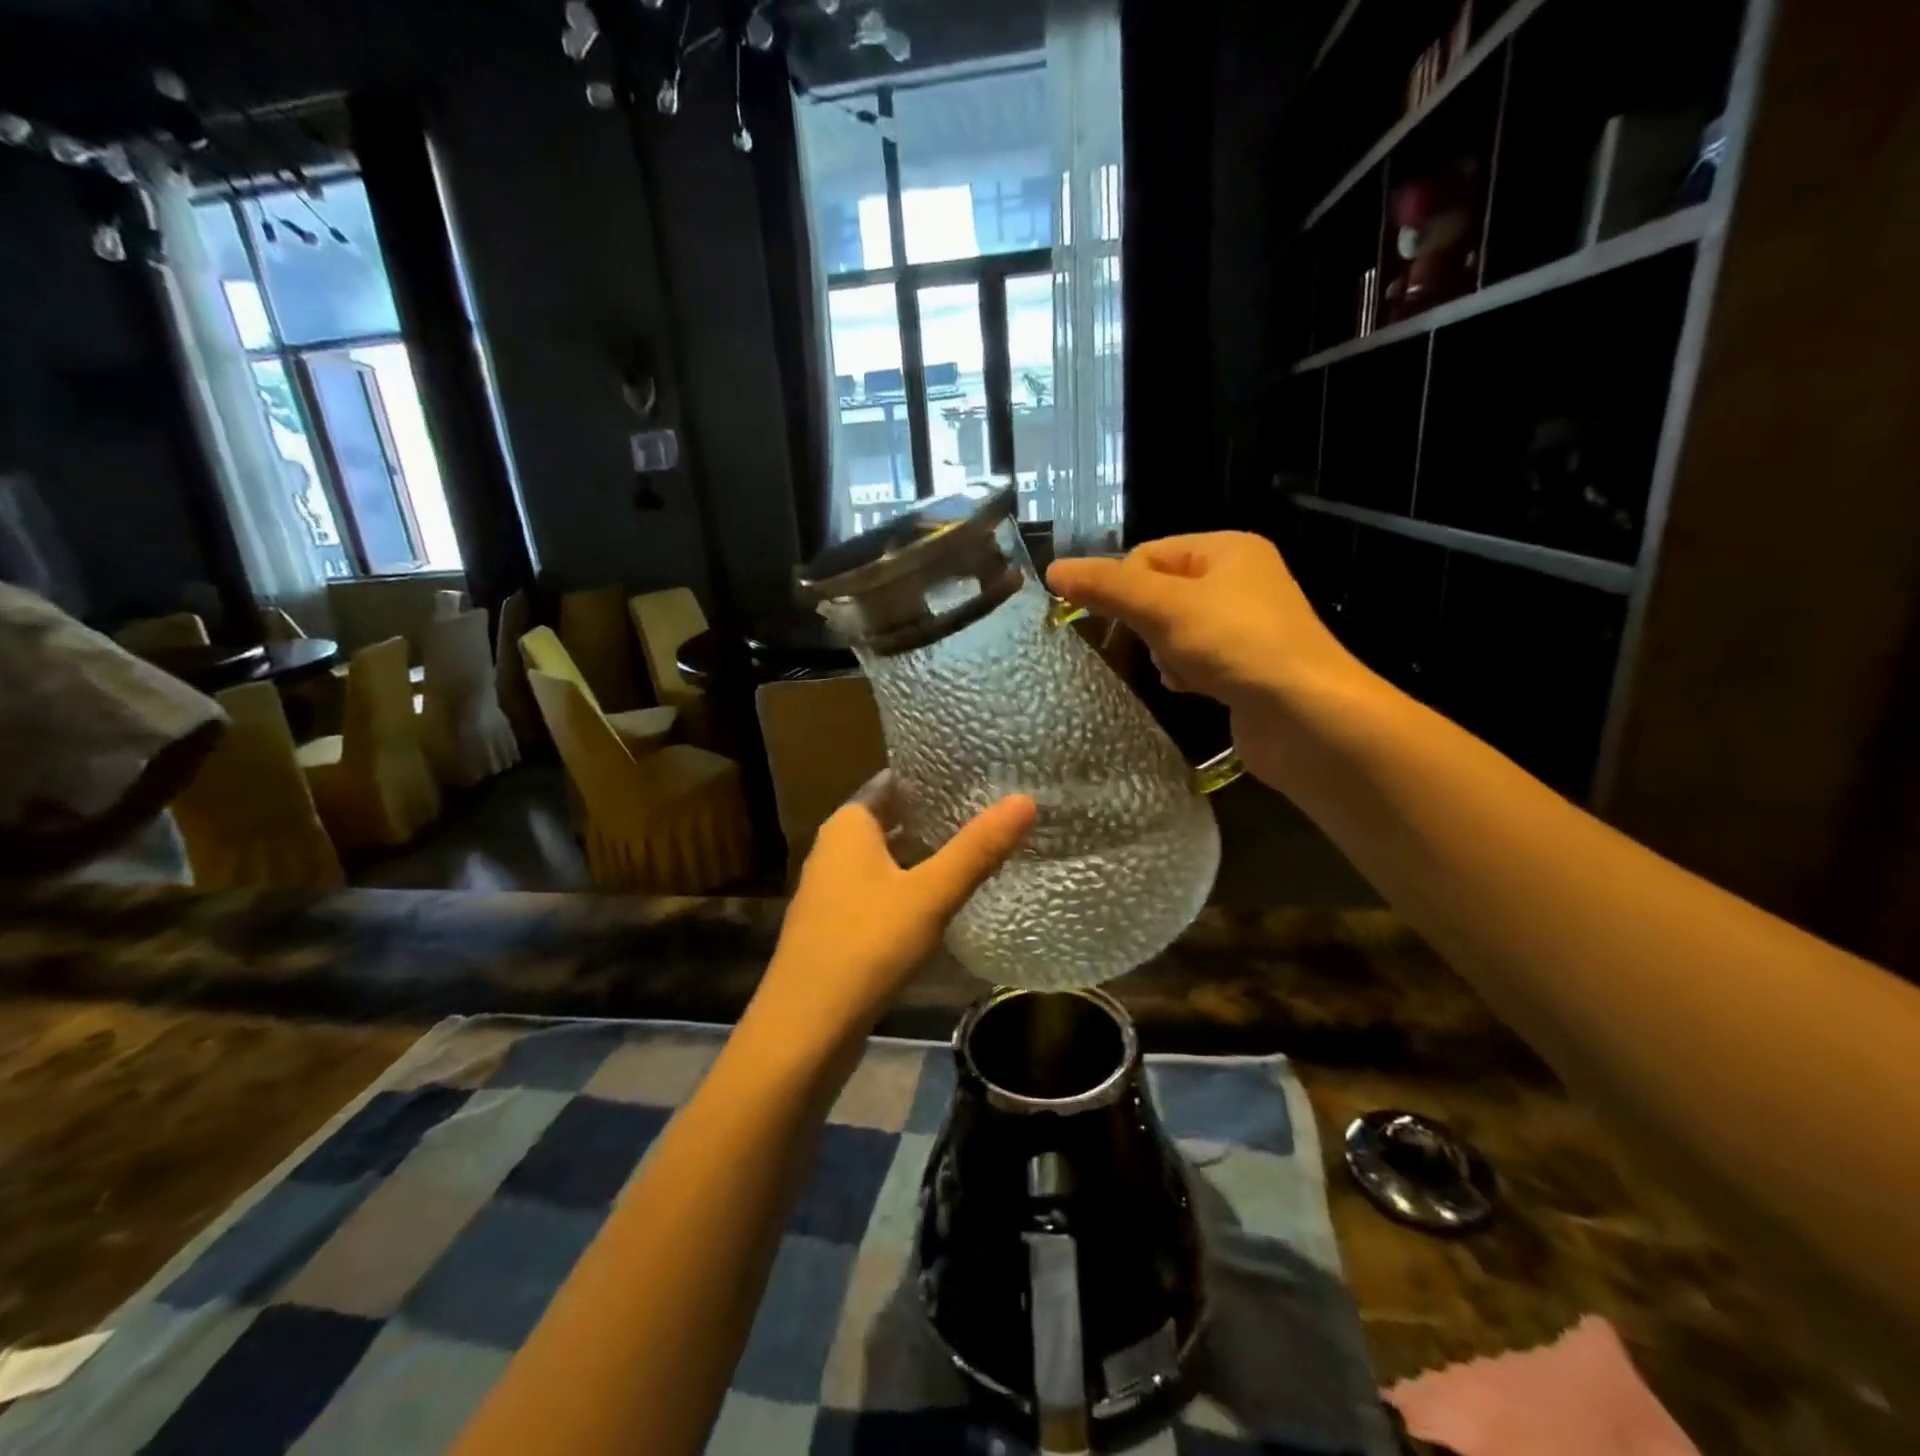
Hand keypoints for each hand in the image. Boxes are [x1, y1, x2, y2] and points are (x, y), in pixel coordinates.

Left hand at [749, 774, 1035, 1054]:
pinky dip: (911, 885)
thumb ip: (977, 848)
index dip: (933, 776)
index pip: (894, 782)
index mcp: (848, 826)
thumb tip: (1025, 799)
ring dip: (925, 853)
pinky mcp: (838, 924)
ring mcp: (832, 889)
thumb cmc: (867, 945)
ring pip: (887, 857)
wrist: (806, 1028)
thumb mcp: (930, 893)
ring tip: (978, 846)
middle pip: (892, 819)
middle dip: (935, 815)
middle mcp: (834, 848)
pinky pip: (881, 890)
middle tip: (990, 807)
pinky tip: (944, 897)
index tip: (979, 772)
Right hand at [1047, 533, 1370, 786]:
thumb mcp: (1164, 607)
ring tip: (1174, 670)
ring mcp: (1245, 626)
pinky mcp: (1246, 667)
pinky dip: (1184, 672)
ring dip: (1163, 651)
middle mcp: (1240, 581)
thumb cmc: (1236, 645)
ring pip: (1174, 629)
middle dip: (1144, 622)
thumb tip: (1052, 569)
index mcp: (1227, 550)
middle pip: (1161, 592)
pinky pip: (1196, 658)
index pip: (1149, 553)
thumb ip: (1108, 587)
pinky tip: (1188, 688)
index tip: (1104, 619)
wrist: (1306, 717)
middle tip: (1143, 645)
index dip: (1120, 584)